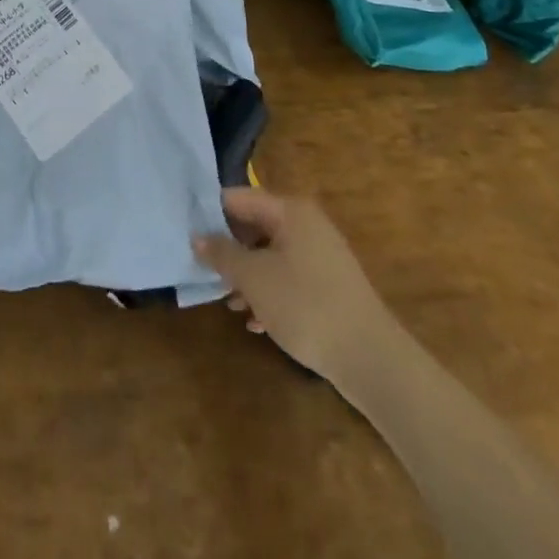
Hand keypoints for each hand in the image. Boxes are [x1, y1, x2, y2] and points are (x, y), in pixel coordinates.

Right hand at [194, 186, 394, 382]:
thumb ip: (222, 253)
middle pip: (254, 226)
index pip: (238, 197)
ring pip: (270, 255)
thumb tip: (197, 236)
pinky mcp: (329, 286)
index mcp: (289, 211)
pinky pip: (288, 277)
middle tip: (205, 271)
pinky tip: (256, 321)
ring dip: (246, 276)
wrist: (372, 360)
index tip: (187, 233)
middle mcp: (306, 225)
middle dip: (229, 250)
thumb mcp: (253, 278)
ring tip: (229, 302)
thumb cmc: (306, 305)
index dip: (210, 213)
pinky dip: (269, 293)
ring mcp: (320, 256)